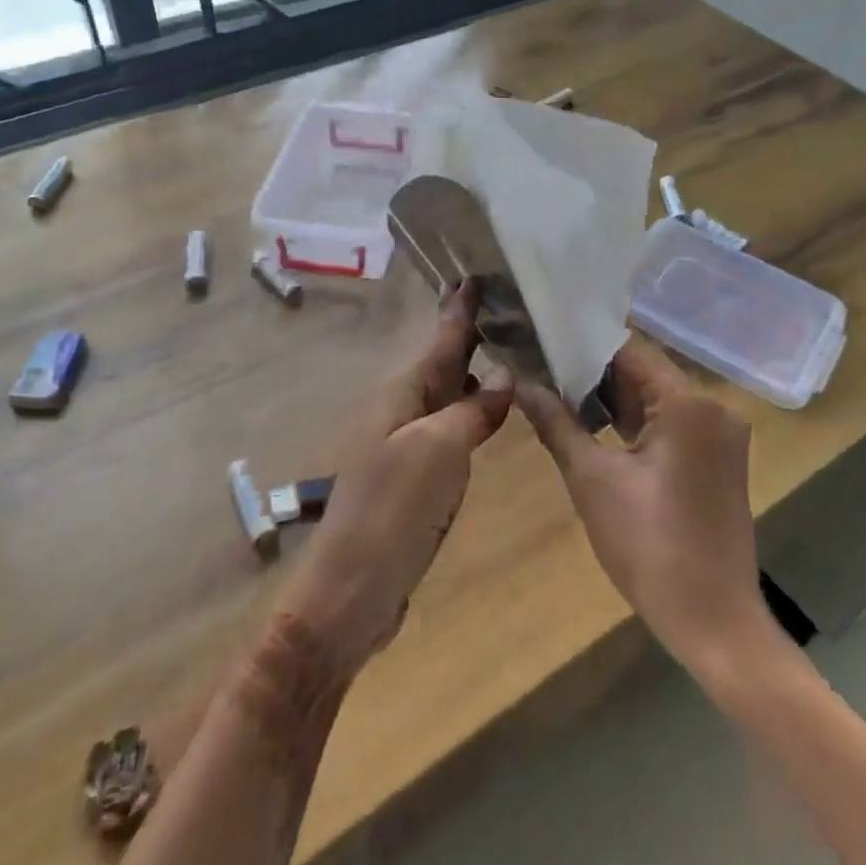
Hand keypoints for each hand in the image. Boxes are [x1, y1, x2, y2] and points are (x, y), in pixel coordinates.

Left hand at [276, 281, 512, 675]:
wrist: (353, 591)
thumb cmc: (392, 511)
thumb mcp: (437, 451)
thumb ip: (471, 411)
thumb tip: (504, 376)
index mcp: (403, 394)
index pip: (440, 338)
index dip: (460, 308)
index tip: (479, 273)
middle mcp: (405, 410)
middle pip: (444, 361)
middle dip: (473, 333)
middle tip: (511, 306)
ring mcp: (412, 444)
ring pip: (450, 394)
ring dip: (476, 370)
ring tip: (512, 348)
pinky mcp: (421, 476)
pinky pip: (454, 429)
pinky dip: (475, 411)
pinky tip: (495, 409)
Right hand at [517, 337, 772, 675]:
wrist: (714, 623)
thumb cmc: (650, 547)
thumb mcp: (592, 480)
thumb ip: (556, 423)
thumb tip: (522, 384)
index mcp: (689, 404)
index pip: (628, 353)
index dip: (581, 346)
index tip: (541, 342)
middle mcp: (713, 409)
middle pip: (643, 375)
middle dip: (591, 375)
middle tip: (539, 369)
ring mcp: (720, 437)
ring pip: (654, 402)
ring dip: (610, 402)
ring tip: (554, 393)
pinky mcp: (717, 461)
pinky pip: (669, 426)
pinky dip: (633, 426)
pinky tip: (592, 426)